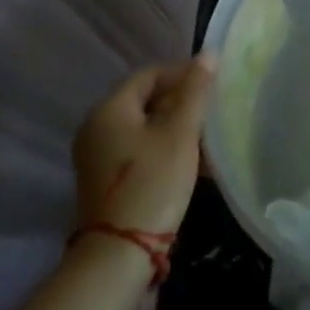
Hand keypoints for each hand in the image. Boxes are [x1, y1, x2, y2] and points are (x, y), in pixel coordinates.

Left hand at [74, 55, 215, 238]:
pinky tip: (193, 165)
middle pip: (146, 101)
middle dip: (182, 104)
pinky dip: (165, 150)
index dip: (183, 74)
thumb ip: (195, 91)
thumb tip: (208, 53)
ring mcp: (98, 158)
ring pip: (145, 129)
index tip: (213, 85)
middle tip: (213, 113)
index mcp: (109, 110)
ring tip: (209, 140)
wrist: (120, 256)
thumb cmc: (153, 183)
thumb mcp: (180, 133)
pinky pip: (139, 152)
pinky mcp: (106, 182)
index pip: (149, 74)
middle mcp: (96, 129)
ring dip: (177, 129)